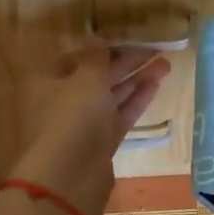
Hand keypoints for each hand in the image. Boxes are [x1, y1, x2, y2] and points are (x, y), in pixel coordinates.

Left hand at [10, 41, 169, 214]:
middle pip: (96, 77)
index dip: (104, 49)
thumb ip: (95, 57)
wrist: (70, 176)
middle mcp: (61, 101)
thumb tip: (96, 38)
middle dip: (126, 63)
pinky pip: (118, 116)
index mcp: (47, 81)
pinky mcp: (99, 144)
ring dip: (136, 80)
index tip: (131, 41)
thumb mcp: (86, 78)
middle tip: (158, 50)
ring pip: (110, 97)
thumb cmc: (72, 116)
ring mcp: (81, 125)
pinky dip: (135, 101)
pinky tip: (156, 85)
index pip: (77, 58)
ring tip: (166, 65)